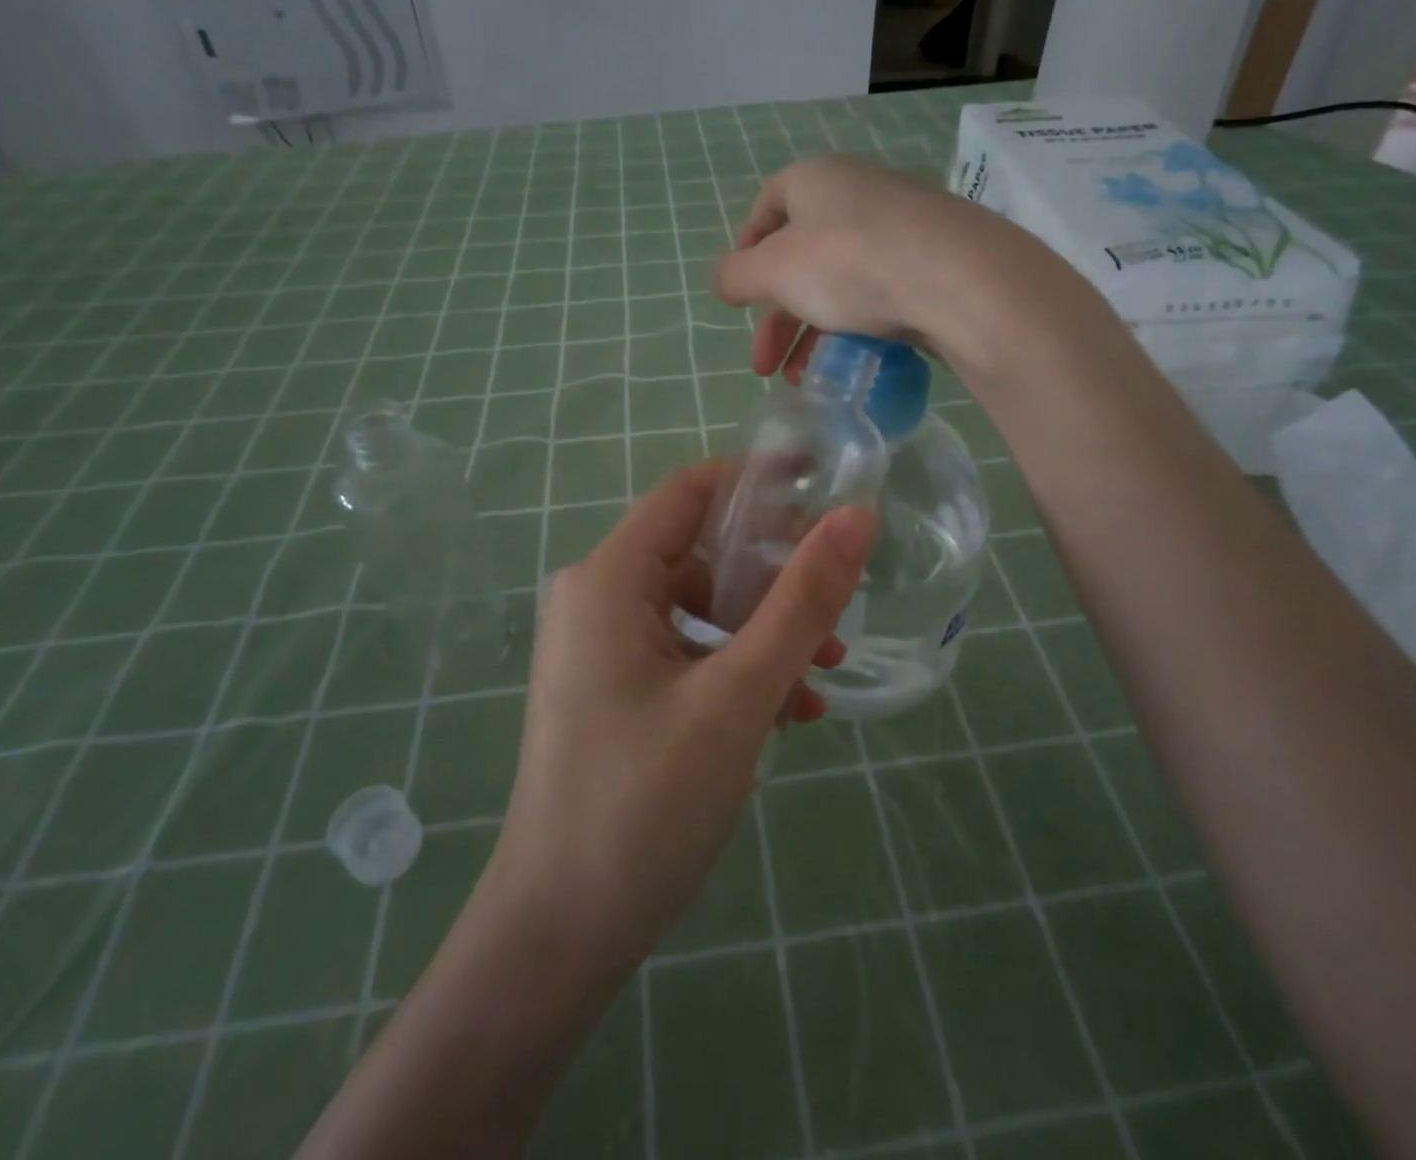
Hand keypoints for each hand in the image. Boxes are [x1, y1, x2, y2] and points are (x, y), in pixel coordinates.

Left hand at [490, 462, 874, 974]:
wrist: (559, 935)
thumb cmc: (644, 803)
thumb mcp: (739, 695)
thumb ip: (801, 602)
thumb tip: (856, 518)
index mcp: (609, 578)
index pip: (690, 491)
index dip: (759, 481)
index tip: (826, 488)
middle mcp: (599, 598)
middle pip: (701, 553)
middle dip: (774, 575)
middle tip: (839, 603)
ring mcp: (603, 648)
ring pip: (702, 610)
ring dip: (765, 632)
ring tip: (825, 672)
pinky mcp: (616, 690)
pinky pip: (687, 654)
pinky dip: (738, 669)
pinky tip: (790, 712)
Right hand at [711, 154, 1046, 381]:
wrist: (961, 280)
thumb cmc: (850, 263)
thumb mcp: (774, 271)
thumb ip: (736, 276)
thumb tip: (723, 281)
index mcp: (816, 180)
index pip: (767, 206)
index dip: (746, 250)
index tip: (740, 295)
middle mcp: (858, 194)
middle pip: (802, 256)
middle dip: (776, 317)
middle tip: (763, 365)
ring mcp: (903, 228)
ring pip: (840, 282)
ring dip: (812, 334)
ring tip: (801, 381)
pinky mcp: (934, 263)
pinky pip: (880, 295)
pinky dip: (855, 329)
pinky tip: (849, 365)